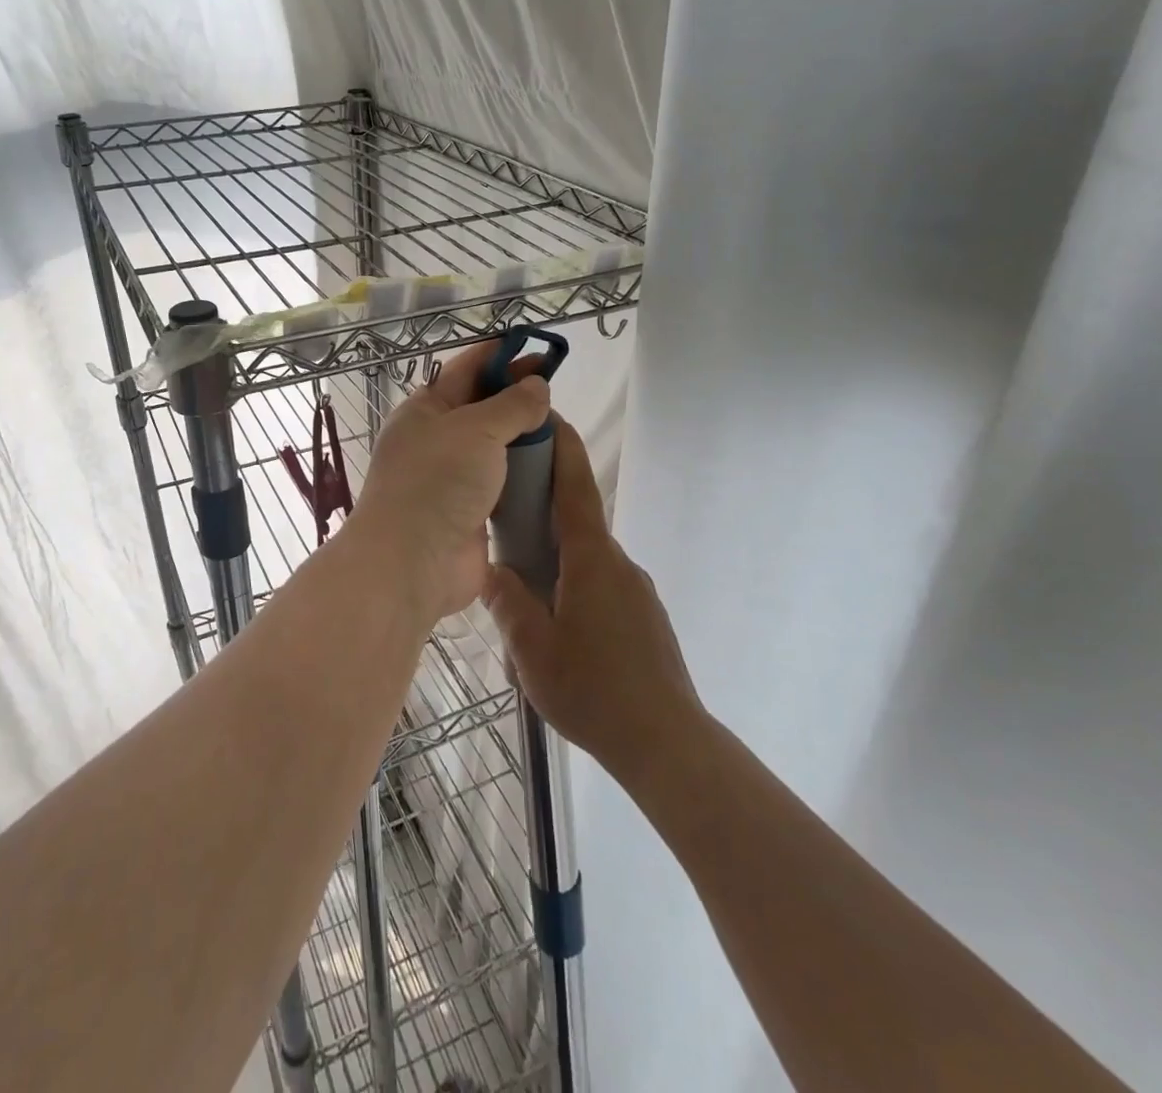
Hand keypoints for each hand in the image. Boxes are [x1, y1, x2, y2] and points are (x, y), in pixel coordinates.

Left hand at [348, 341, 551, 625]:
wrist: (413, 562)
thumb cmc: (437, 481)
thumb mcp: (475, 429)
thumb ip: (511, 405)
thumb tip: (536, 386)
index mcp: (425, 410)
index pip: (465, 370)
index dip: (500, 356)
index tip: (536, 347)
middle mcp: (435, 440)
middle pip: (481, 408)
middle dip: (515, 394)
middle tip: (555, 386)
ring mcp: (452, 479)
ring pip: (493, 447)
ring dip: (522, 437)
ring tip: (559, 425)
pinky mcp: (470, 512)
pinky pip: (501, 484)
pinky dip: (523, 475)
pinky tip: (551, 468)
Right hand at [484, 418, 702, 780]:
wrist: (668, 744)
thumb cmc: (594, 691)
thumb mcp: (532, 649)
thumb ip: (508, 603)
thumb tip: (493, 572)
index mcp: (591, 560)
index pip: (576, 489)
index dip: (563, 450)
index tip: (550, 417)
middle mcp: (618, 564)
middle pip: (577, 523)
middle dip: (542, 514)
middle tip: (504, 521)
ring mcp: (636, 592)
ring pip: (585, 563)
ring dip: (555, 565)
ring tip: (522, 601)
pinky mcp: (644, 618)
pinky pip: (601, 589)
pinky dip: (574, 590)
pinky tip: (557, 633)